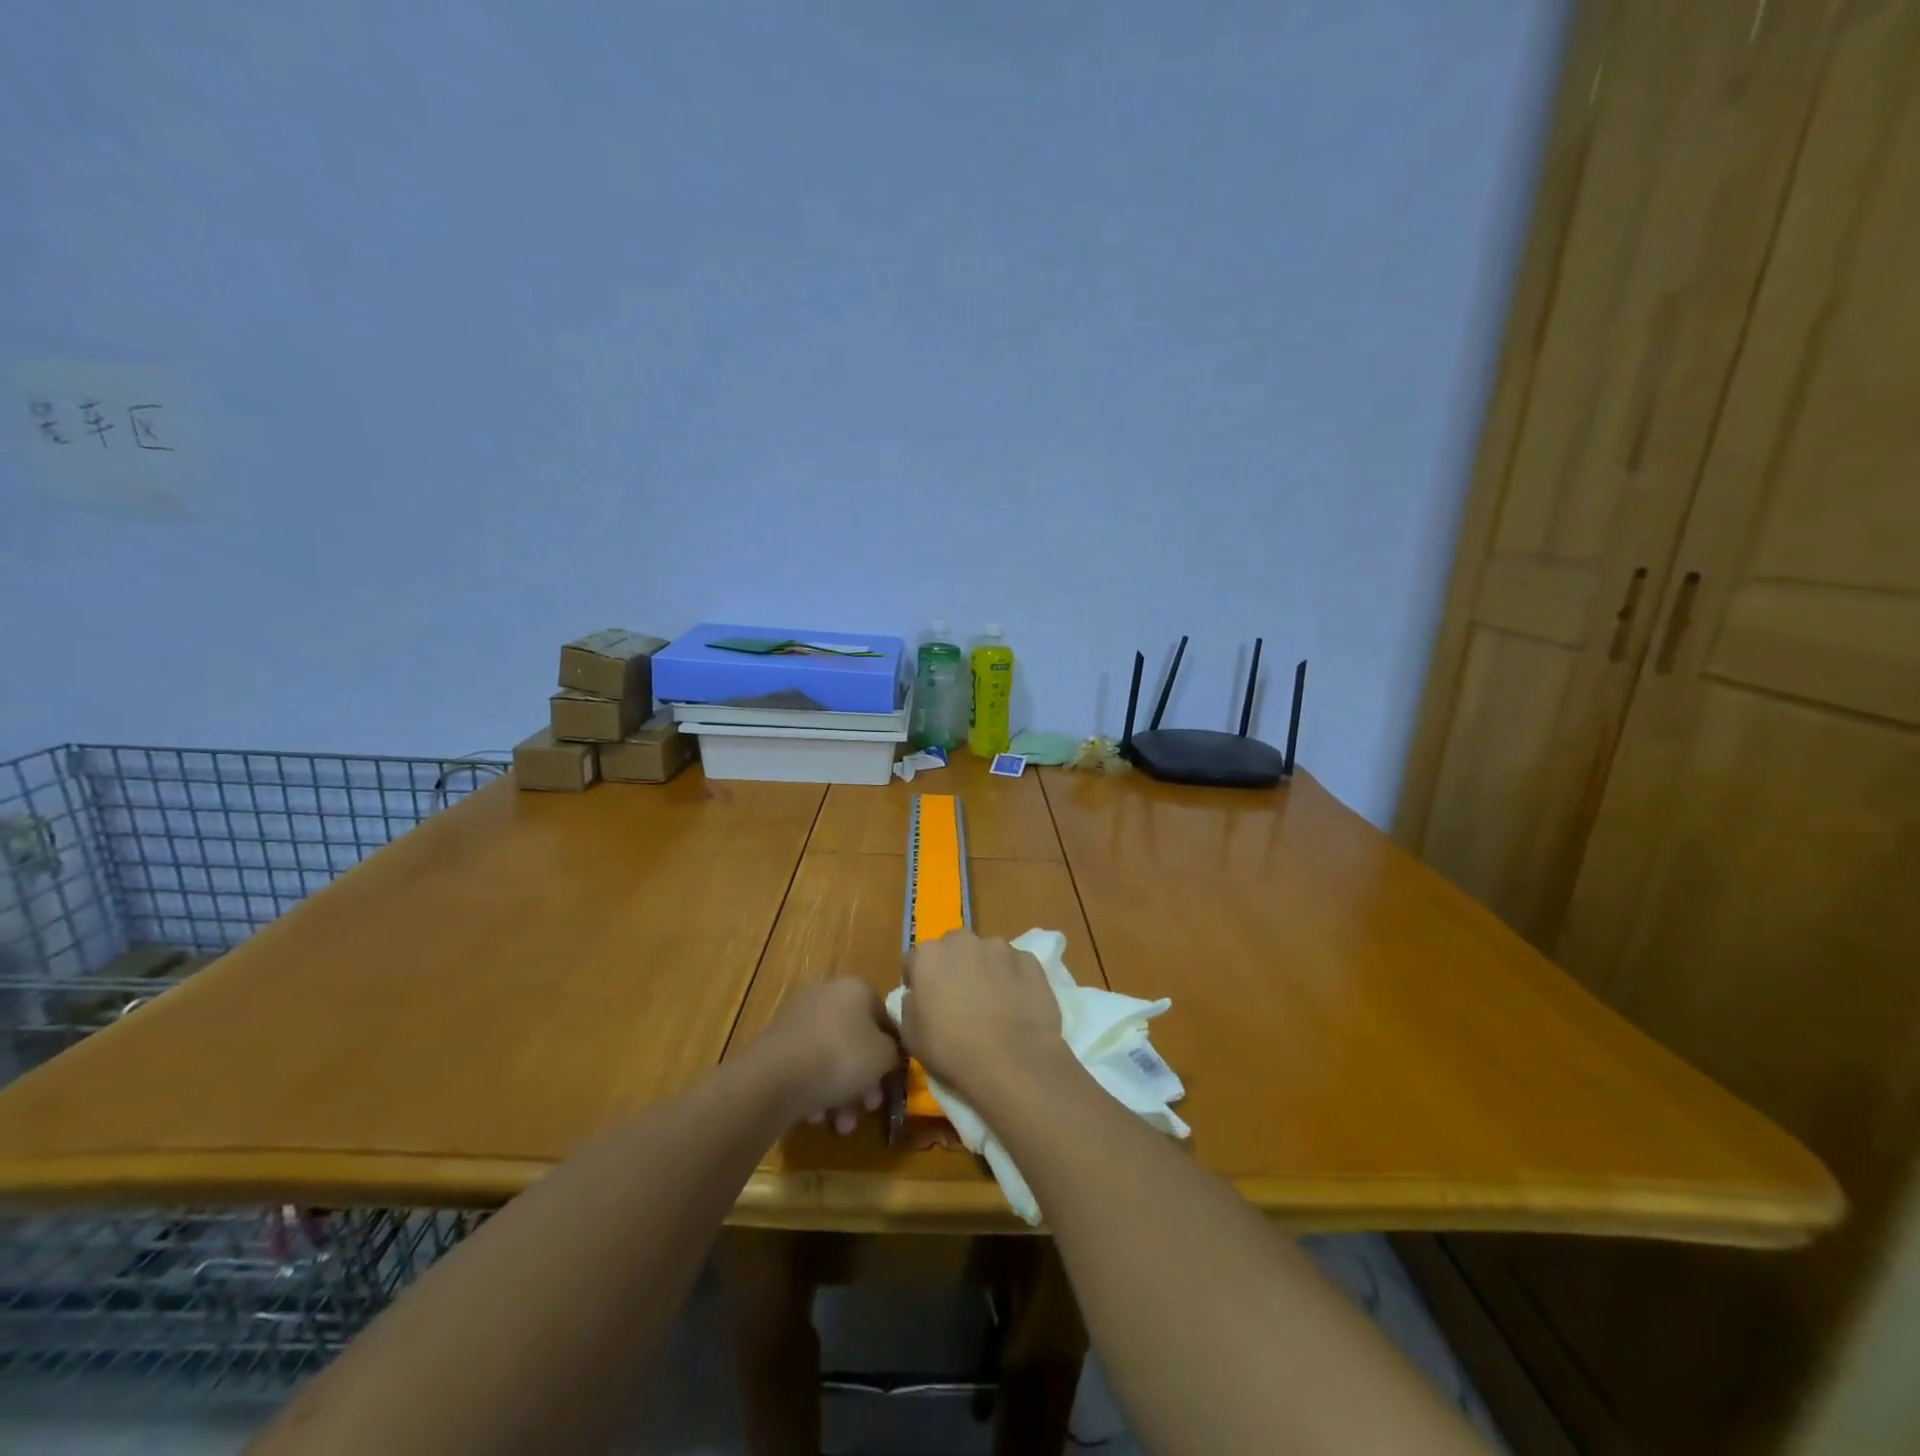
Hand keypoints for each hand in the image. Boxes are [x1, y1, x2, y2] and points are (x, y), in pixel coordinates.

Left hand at [756, 978, 900, 1133]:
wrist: (778, 1076)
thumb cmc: (842, 1057)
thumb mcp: (884, 1056)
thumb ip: (894, 1052)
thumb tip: (887, 1053)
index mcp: (856, 988)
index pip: (883, 1017)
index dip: (892, 1051)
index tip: (891, 1080)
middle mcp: (826, 995)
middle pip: (855, 1040)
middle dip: (864, 1080)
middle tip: (868, 1108)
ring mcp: (798, 1018)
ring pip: (830, 1057)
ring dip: (841, 1093)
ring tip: (842, 1125)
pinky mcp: (776, 1043)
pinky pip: (806, 1065)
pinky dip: (815, 1089)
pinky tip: (816, 1116)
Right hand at [900, 930, 1064, 1100]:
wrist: (1012, 1062)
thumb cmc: (952, 1051)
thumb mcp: (911, 1036)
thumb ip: (909, 1006)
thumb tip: (916, 995)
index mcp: (929, 955)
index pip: (917, 960)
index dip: (919, 980)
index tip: (926, 1001)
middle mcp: (963, 941)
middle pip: (954, 949)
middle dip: (955, 967)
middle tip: (961, 999)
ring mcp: (1000, 948)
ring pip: (987, 954)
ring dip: (986, 970)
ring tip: (994, 1004)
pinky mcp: (1030, 960)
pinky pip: (1015, 966)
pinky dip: (1013, 979)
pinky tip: (1016, 1006)